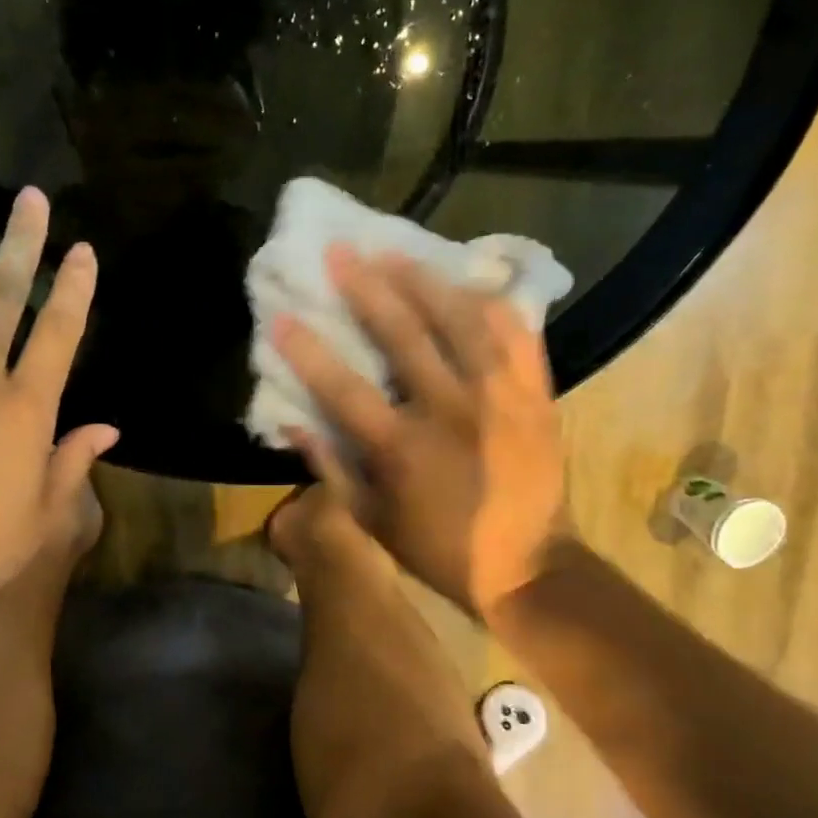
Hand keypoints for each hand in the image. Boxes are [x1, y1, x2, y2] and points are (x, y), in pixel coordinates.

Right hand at [271, 246, 564, 616]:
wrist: (530, 565)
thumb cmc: (439, 548)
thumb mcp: (371, 521)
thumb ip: (330, 468)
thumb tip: (292, 420)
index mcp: (403, 449)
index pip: (344, 388)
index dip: (308, 351)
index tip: (281, 317)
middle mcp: (451, 412)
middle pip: (404, 337)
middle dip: (366, 289)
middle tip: (340, 251)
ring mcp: (500, 398)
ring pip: (462, 323)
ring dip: (424, 282)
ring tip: (395, 252)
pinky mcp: (536, 396)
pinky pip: (517, 337)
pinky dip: (493, 305)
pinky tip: (469, 281)